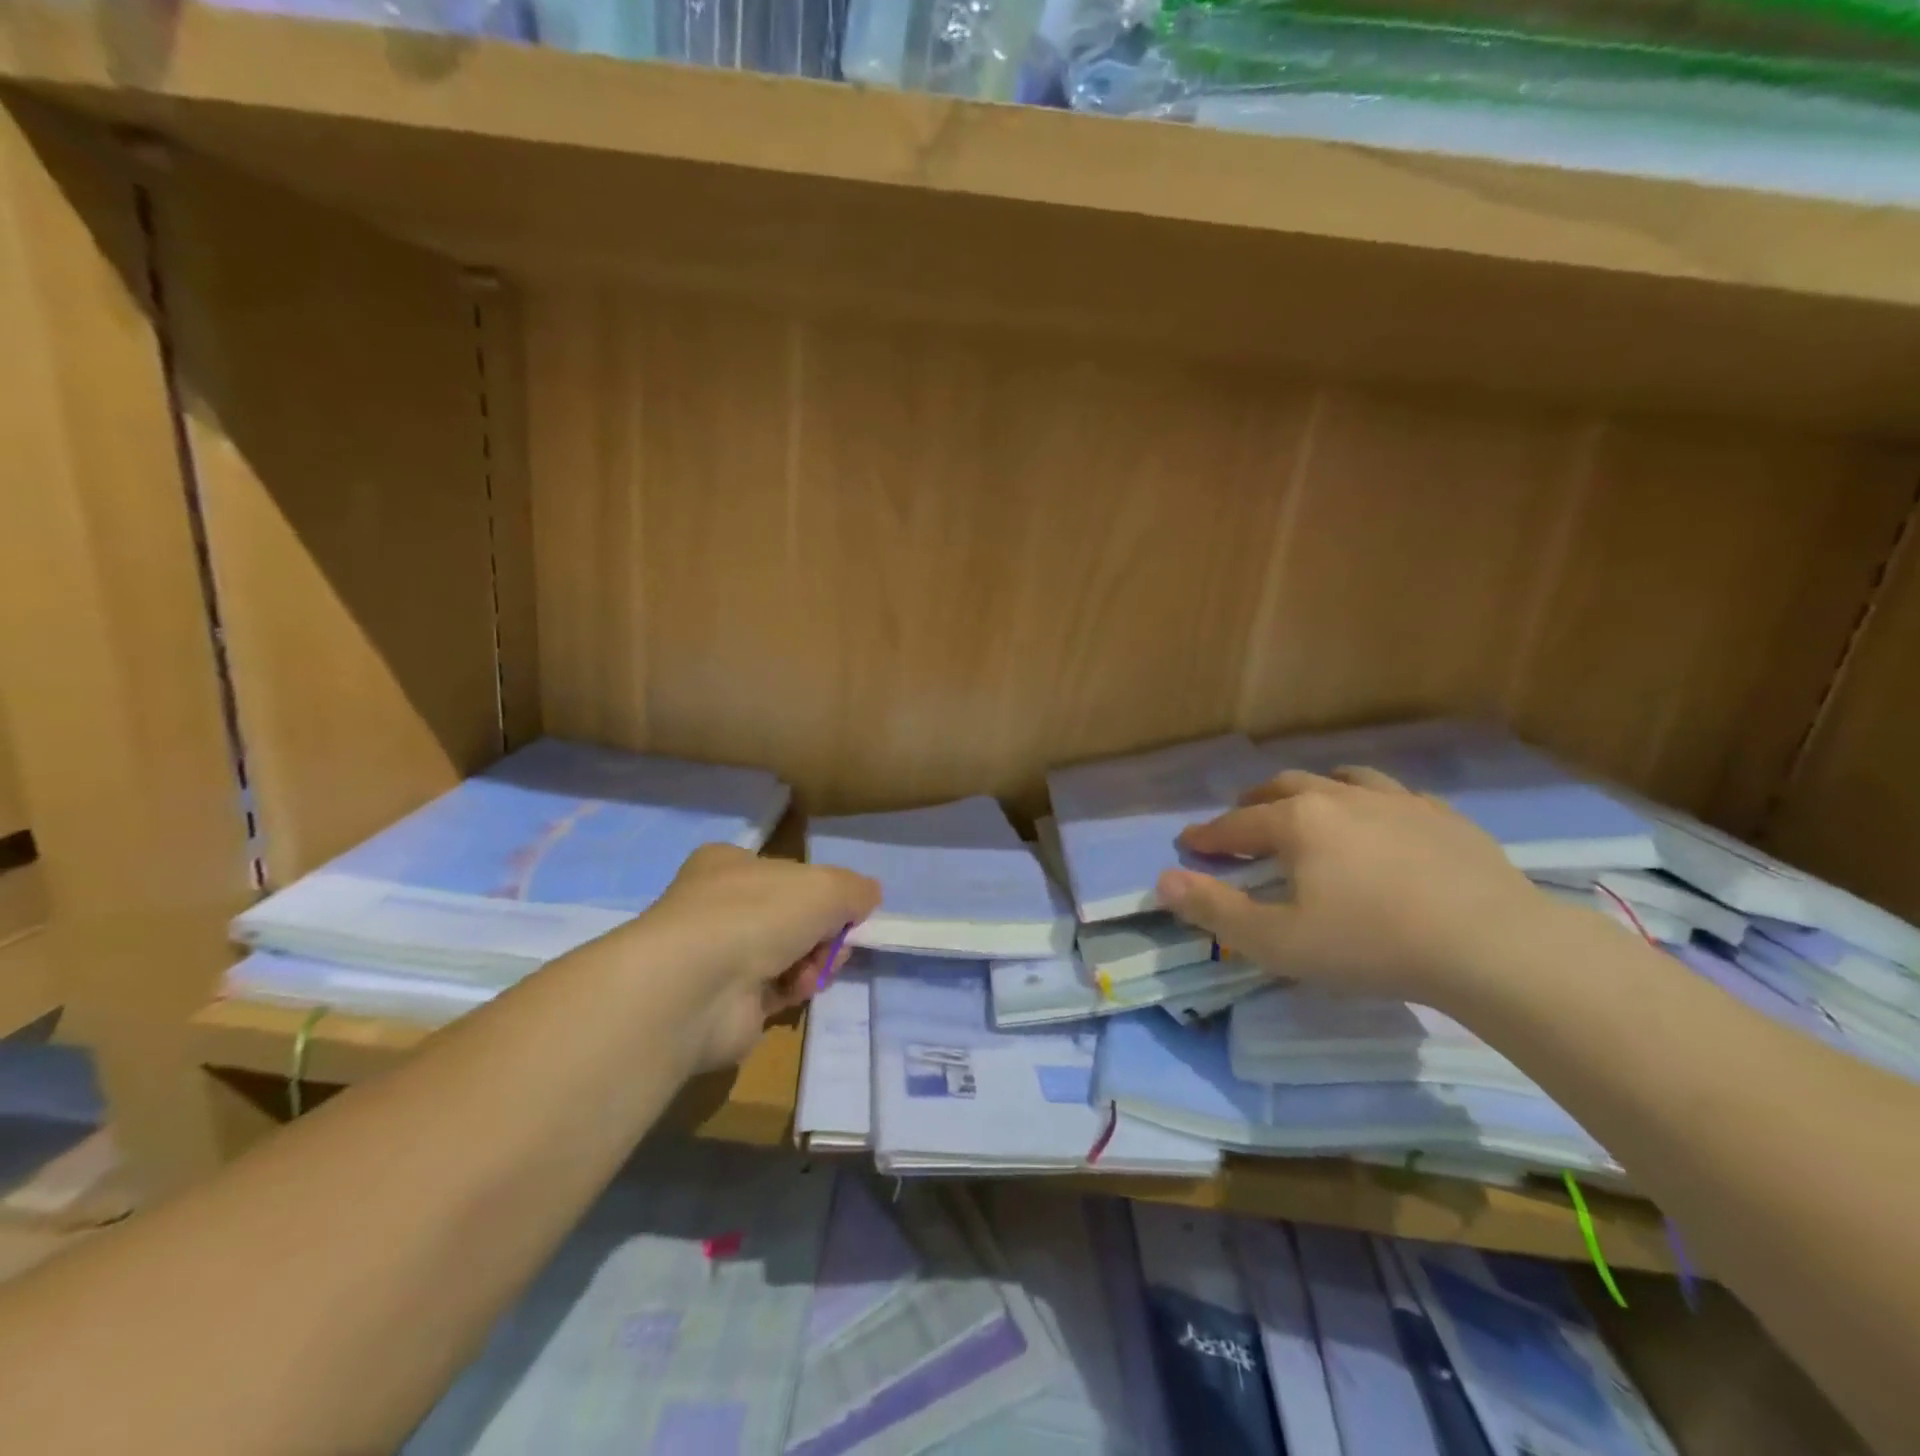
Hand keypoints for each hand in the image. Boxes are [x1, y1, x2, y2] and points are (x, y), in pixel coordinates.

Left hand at [644, 844, 879, 1069]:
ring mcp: (716, 955)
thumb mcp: (826, 886)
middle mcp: (717, 906)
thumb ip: (855, 889)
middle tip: (838, 941)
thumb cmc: (759, 914)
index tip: (844, 906)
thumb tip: (869, 897)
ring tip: (819, 968)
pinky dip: (793, 990)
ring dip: (814, 961)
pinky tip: (797, 990)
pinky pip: (774, 990)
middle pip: (792, 916)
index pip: (784, 871)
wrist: (696, 986)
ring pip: (788, 954)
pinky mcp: (722, 1002)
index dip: (820, 889)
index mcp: (729, 864)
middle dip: (824, 931)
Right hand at [1156, 767, 1544, 1005]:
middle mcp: (1341, 797)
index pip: (1236, 824)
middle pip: (1284, 788)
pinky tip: (1379, 822)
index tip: (1187, 844)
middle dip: (1254, 802)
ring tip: (1307, 806)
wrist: (1494, 946)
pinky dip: (1369, 803)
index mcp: (1298, 822)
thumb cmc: (1372, 944)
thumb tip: (1162, 881)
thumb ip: (1215, 910)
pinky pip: (1394, 795)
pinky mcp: (1444, 817)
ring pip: (1341, 779)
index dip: (1207, 836)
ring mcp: (1398, 802)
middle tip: (1240, 820)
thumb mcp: (1279, 941)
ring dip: (1312, 790)